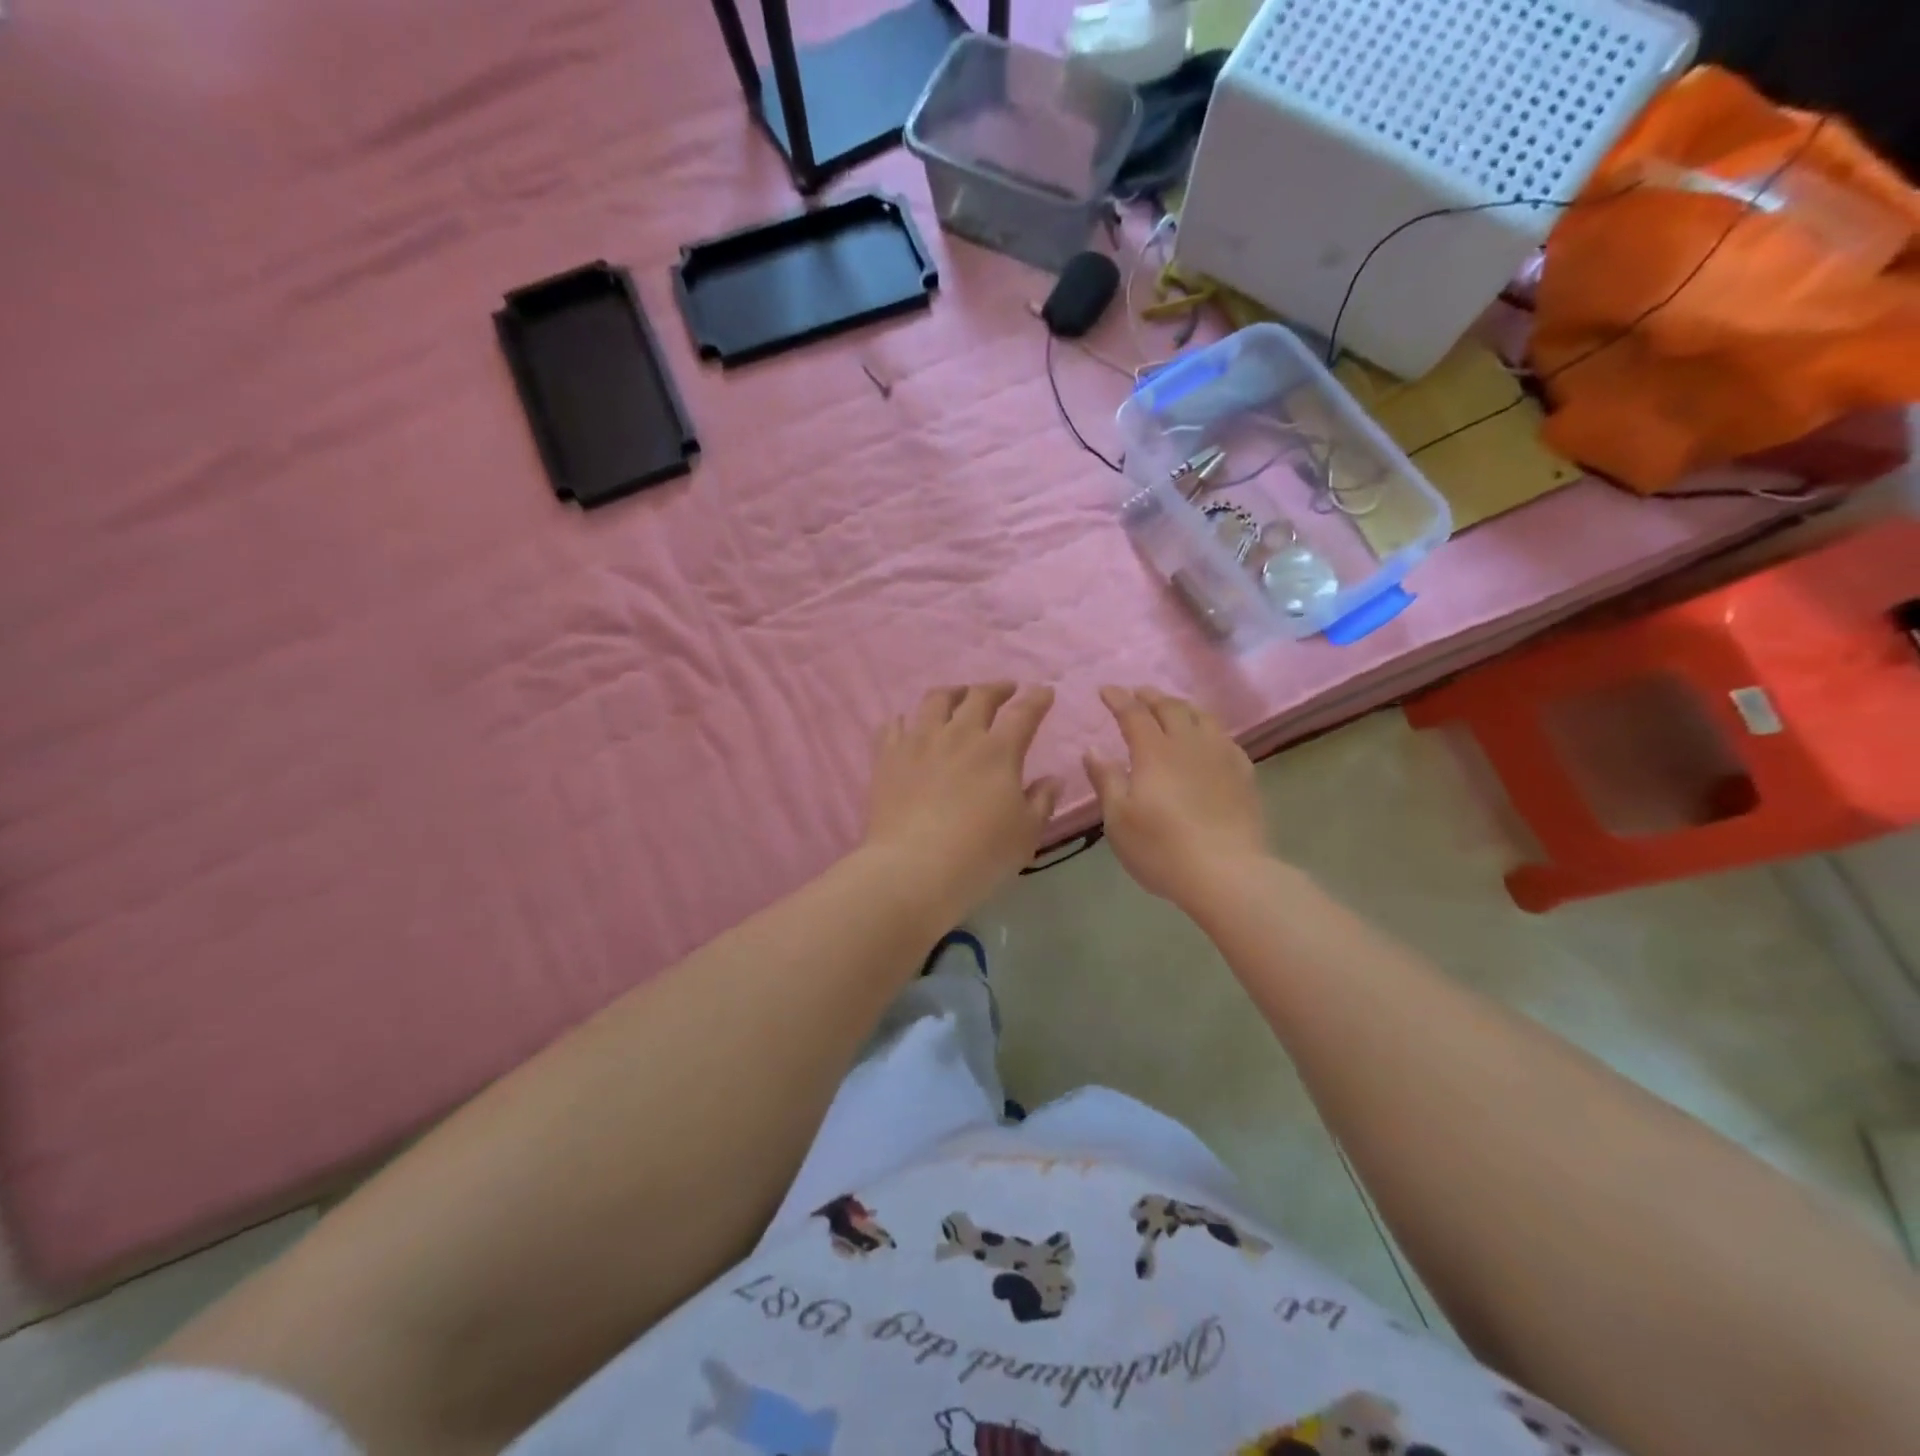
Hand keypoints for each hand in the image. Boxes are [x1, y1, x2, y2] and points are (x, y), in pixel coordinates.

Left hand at [865, 684, 1060, 921]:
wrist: (914, 869)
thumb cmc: (980, 854)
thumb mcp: (1026, 833)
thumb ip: (1042, 800)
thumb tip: (1053, 778)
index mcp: (998, 750)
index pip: (1024, 712)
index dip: (1037, 698)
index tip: (1044, 692)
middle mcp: (959, 735)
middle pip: (978, 696)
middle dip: (997, 688)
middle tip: (1005, 690)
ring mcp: (919, 741)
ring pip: (935, 700)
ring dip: (953, 693)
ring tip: (958, 696)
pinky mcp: (887, 756)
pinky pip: (894, 724)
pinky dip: (907, 719)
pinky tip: (910, 725)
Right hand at [1084, 685, 1268, 909]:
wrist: (1228, 873)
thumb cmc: (1162, 849)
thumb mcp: (1119, 819)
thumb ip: (1106, 780)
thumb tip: (1092, 749)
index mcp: (1154, 752)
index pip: (1133, 713)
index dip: (1118, 699)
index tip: (1106, 690)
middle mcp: (1189, 744)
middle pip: (1170, 707)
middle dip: (1151, 695)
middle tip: (1138, 692)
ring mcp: (1221, 756)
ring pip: (1202, 717)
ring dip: (1182, 705)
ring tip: (1172, 706)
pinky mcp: (1244, 774)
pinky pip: (1225, 737)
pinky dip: (1208, 728)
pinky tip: (1208, 738)